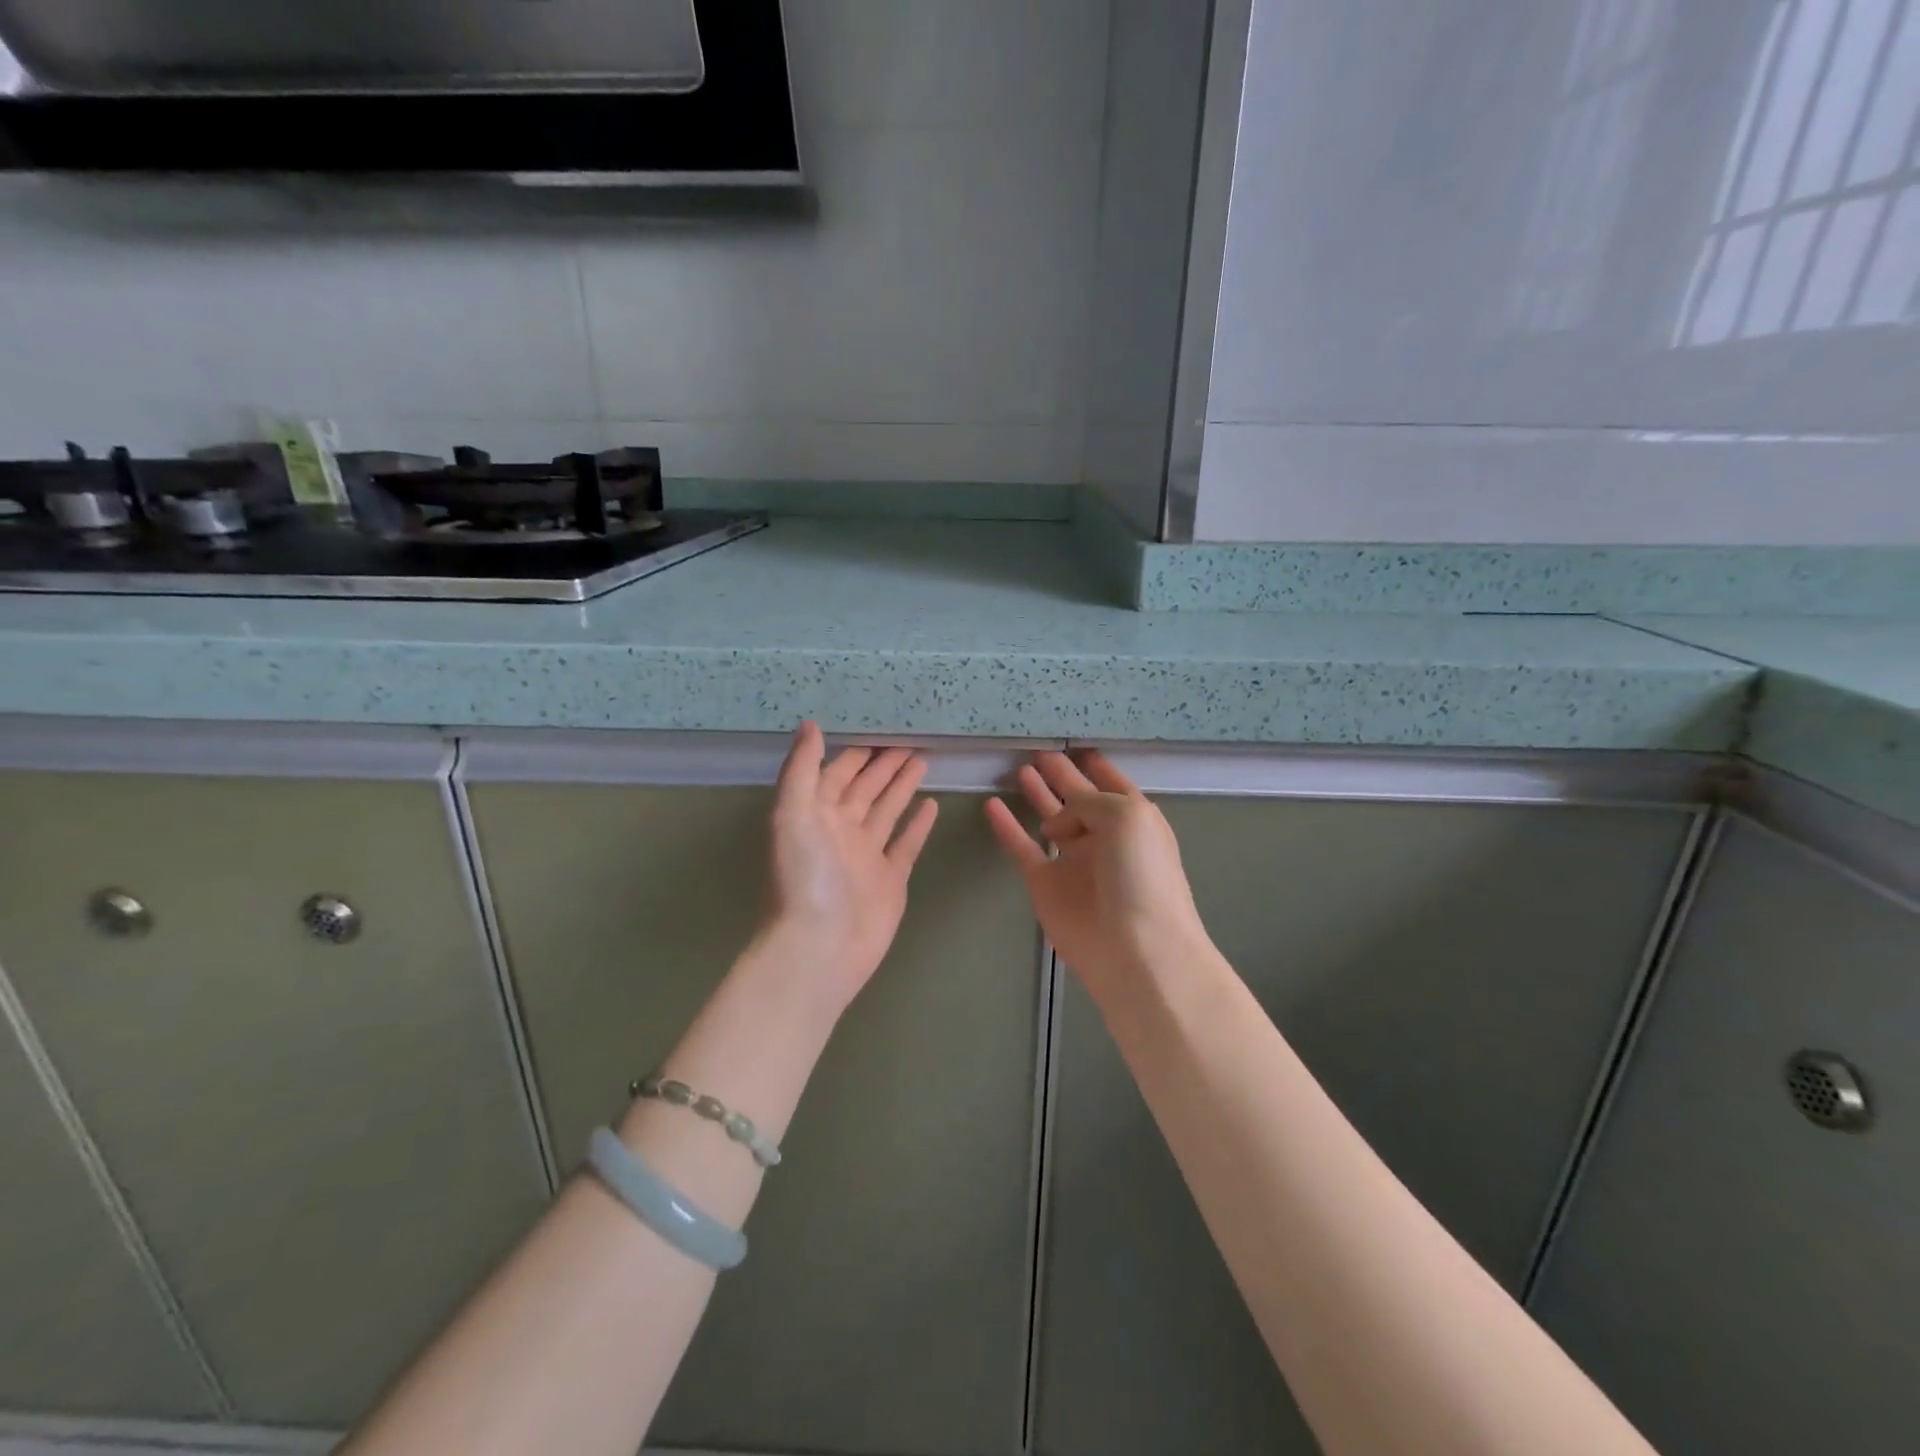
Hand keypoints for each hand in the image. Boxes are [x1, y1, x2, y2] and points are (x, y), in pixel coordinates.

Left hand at [757, 722, 939, 1008]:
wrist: (820, 947)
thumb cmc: (805, 877)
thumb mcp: (792, 814)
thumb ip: (801, 769)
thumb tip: (810, 725)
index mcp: (816, 813)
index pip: (838, 773)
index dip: (857, 753)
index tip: (880, 730)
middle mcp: (841, 830)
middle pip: (867, 789)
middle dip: (885, 765)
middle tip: (912, 740)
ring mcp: (867, 856)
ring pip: (888, 811)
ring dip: (903, 787)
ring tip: (923, 761)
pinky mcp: (891, 879)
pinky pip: (906, 844)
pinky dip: (918, 825)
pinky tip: (931, 805)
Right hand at [985, 751, 1211, 995]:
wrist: (1134, 948)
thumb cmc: (1140, 875)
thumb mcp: (1126, 816)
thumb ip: (1089, 801)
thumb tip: (1058, 821)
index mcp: (1133, 819)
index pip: (1112, 783)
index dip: (1095, 765)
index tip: (1077, 746)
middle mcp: (1104, 836)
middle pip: (1078, 797)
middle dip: (1062, 775)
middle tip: (1039, 752)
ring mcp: (1073, 860)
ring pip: (1050, 818)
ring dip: (1037, 794)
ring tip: (1019, 769)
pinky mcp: (1045, 884)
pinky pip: (1022, 847)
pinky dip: (1007, 827)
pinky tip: (991, 804)